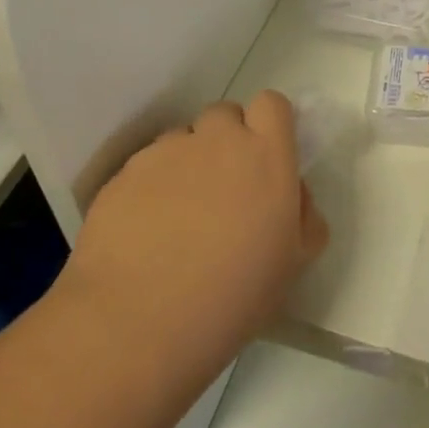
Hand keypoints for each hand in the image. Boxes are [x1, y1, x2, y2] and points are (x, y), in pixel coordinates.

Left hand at [58, 92, 327, 387]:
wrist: (138, 323)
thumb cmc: (233, 295)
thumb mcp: (294, 263)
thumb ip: (305, 215)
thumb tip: (292, 193)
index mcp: (266, 155)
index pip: (271, 104)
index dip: (269, 125)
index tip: (265, 158)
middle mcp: (216, 140)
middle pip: (225, 115)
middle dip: (227, 141)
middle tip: (225, 190)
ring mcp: (165, 153)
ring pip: (182, 140)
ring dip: (188, 163)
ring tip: (179, 216)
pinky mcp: (124, 173)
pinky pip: (146, 166)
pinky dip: (151, 187)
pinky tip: (146, 232)